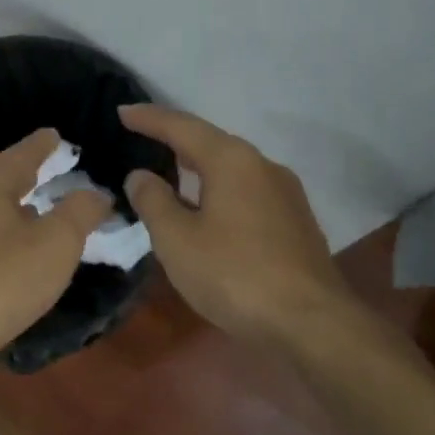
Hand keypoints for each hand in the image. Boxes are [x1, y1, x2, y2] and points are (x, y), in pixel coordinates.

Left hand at [0, 128, 111, 396]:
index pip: (21, 155)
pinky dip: (10, 238)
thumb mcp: (57, 242)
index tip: (55, 134)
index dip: (42, 144)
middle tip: (52, 167)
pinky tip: (22, 253)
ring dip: (19, 209)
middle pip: (2, 182)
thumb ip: (80, 211)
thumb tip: (96, 193)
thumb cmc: (5, 279)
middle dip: (27, 175)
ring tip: (43, 209)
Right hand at [118, 105, 347, 338]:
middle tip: (143, 137)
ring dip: (199, 166)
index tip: (122, 111)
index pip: (182, 126)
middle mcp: (262, 165)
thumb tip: (140, 175)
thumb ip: (153, 201)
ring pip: (231, 168)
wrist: (312, 323)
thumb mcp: (177, 240)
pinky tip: (208, 210)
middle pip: (210, 142)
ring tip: (171, 172)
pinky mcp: (295, 221)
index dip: (149, 118)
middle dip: (176, 138)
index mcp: (231, 160)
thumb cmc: (235, 275)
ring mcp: (285, 193)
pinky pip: (247, 190)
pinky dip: (219, 189)